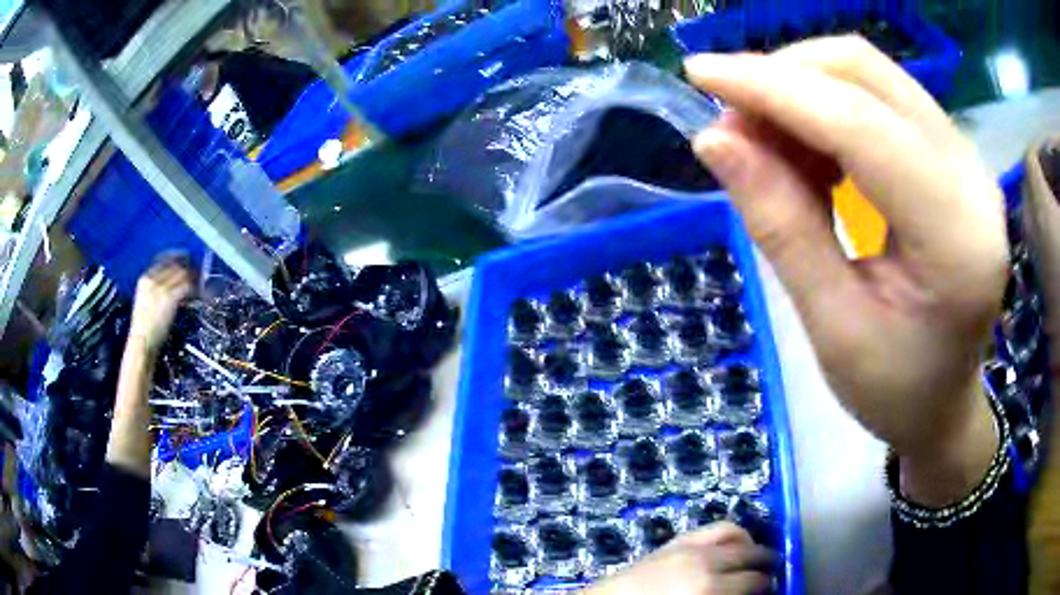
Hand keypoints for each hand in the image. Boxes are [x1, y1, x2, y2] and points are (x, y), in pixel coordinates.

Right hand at [128, 255, 195, 356]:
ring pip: (182, 273)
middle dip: (188, 265)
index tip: (185, 258)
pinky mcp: (169, 299)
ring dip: (193, 275)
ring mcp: (160, 288)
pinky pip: (186, 286)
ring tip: (199, 280)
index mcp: (144, 279)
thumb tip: (173, 280)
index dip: (177, 257)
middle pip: (174, 264)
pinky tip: (198, 291)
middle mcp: (152, 280)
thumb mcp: (146, 300)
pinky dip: (194, 287)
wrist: (142, 342)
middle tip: (197, 269)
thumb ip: (156, 287)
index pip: (163, 258)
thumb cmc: (144, 327)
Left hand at [584, 523, 772, 594]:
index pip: (754, 582)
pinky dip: (730, 533)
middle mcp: (705, 562)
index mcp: (710, 588)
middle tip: (772, 572)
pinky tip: (733, 543)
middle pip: (750, 555)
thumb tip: (750, 592)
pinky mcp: (675, 541)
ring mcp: (689, 546)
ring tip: (757, 554)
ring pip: (735, 534)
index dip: (768, 585)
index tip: (774, 587)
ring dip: (751, 543)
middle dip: (766, 563)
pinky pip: (713, 529)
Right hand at [685, 36, 1008, 504]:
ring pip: (872, 74)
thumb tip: (714, 141)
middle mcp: (972, 179)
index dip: (774, 88)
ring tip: (767, 140)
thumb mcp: (832, 329)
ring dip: (804, 87)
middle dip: (786, 77)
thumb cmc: (894, 390)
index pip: (861, 125)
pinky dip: (829, 104)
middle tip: (734, 122)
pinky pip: (882, 95)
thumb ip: (781, 228)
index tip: (699, 74)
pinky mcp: (954, 153)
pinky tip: (809, 147)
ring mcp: (967, 158)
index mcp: (956, 242)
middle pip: (868, 74)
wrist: (947, 402)